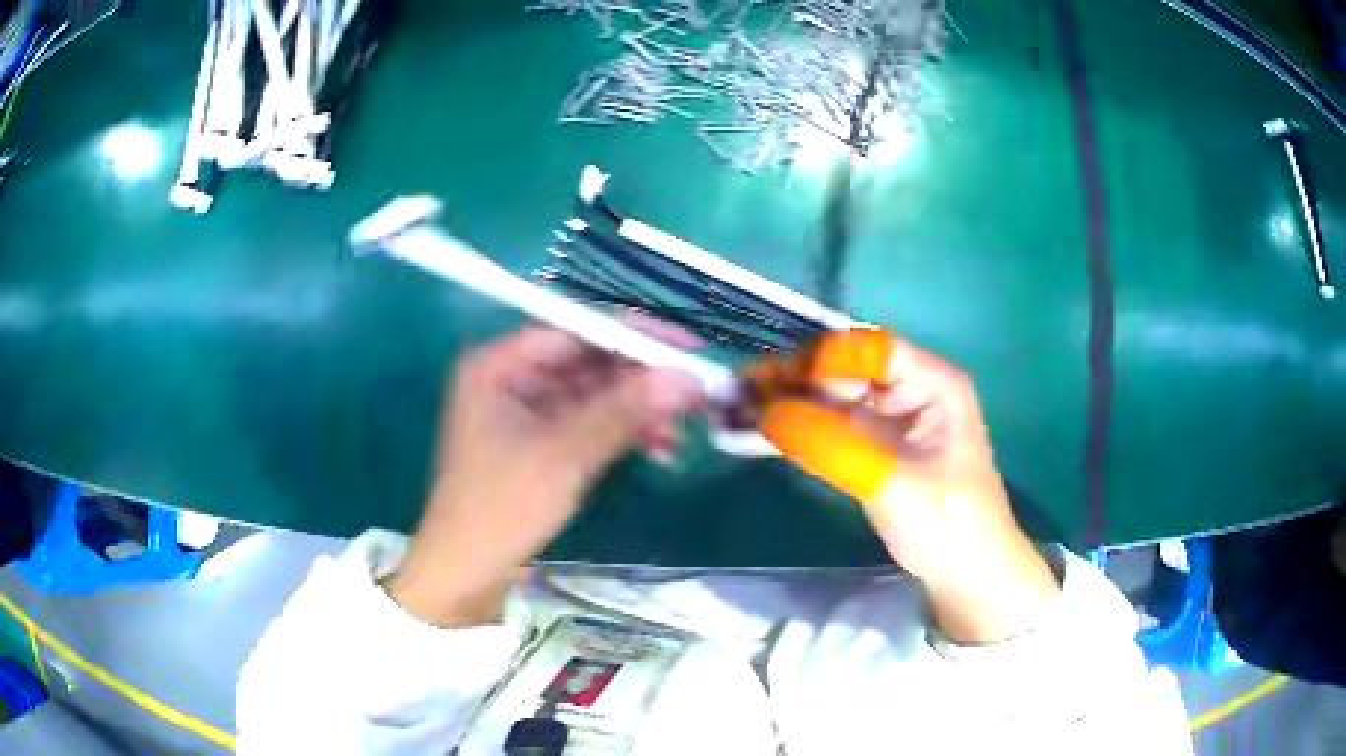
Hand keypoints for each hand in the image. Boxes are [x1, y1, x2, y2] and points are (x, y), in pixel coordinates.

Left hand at [388, 325, 700, 626]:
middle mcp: (511, 378)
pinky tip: (660, 447)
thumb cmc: (502, 507)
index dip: (633, 335)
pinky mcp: (541, 442)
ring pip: (594, 394)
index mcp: (499, 365)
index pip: (575, 330)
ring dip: (638, 409)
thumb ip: (623, 411)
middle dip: (642, 379)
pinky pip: (589, 423)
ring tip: (684, 427)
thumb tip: (686, 377)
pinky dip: (622, 432)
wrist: (467, 572)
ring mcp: (526, 411)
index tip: (685, 346)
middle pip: (588, 361)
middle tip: (696, 389)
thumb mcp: (564, 456)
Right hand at [756, 331, 1059, 642]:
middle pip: (844, 371)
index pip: (871, 349)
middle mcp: (909, 391)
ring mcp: (890, 421)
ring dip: (787, 404)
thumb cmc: (947, 523)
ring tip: (734, 410)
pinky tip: (758, 432)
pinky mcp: (873, 449)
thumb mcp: (890, 482)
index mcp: (932, 382)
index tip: (773, 380)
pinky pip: (830, 429)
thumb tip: (764, 411)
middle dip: (793, 381)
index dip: (822, 359)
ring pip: (831, 400)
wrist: (966, 577)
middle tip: (736, 393)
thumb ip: (829, 444)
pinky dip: (797, 430)